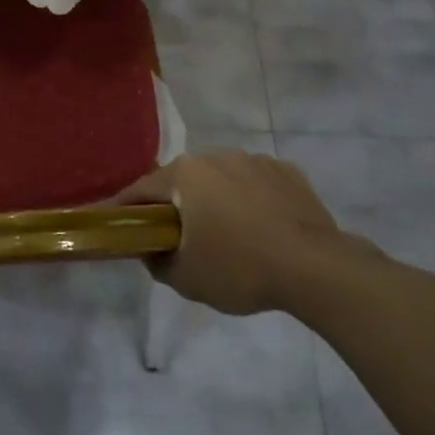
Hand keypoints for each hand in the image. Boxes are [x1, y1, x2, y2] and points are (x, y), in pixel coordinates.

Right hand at [114, 152, 370, 315]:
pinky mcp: (287, 172)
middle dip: (176, 204)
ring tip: (227, 235)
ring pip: (221, 179)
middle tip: (177, 236)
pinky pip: (256, 184)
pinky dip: (251, 201)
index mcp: (185, 174)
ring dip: (216, 200)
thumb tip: (151, 252)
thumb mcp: (186, 278)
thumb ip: (157, 262)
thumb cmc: (240, 268)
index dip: (127, 208)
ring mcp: (254, 161)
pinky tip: (262, 229)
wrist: (316, 267)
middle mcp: (216, 156)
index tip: (118, 223)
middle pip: (183, 180)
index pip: (142, 188)